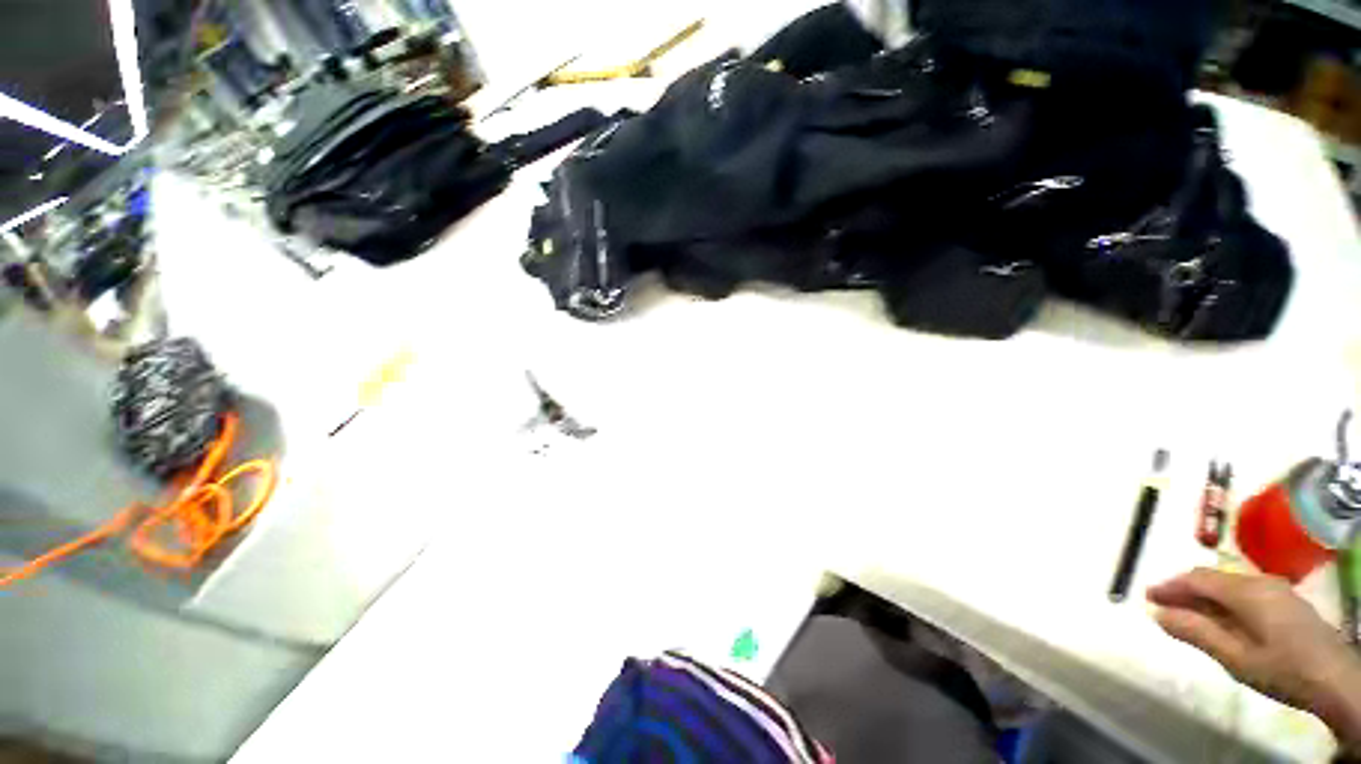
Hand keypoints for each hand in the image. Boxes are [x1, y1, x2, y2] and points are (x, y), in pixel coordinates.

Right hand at [1148, 568, 1360, 749]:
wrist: (1335, 680)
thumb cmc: (1281, 669)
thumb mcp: (1235, 657)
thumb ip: (1197, 632)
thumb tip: (1158, 613)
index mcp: (1245, 591)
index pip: (1198, 578)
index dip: (1170, 585)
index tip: (1146, 596)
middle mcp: (1259, 581)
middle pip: (1213, 579)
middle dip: (1185, 590)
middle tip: (1162, 606)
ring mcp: (1276, 590)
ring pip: (1229, 586)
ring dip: (1203, 597)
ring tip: (1186, 614)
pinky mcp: (1284, 601)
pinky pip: (1244, 593)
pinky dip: (1223, 602)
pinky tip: (1220, 620)